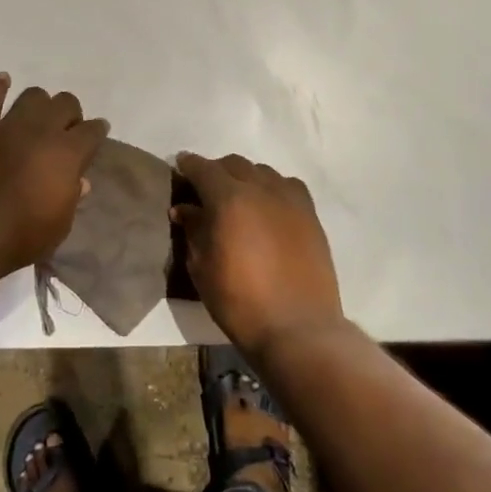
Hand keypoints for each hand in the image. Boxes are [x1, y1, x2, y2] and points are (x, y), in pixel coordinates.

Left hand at [0, 75, 109, 276]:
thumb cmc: (21, 236)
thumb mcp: (60, 225)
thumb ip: (71, 196)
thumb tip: (78, 181)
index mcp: (68, 153)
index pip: (92, 131)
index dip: (97, 132)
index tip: (97, 135)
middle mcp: (42, 130)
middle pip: (65, 103)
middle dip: (70, 115)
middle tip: (66, 131)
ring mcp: (8, 126)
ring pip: (32, 96)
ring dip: (40, 104)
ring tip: (39, 117)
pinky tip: (3, 81)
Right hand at [172, 153, 344, 358]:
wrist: (297, 327)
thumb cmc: (239, 301)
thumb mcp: (202, 267)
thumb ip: (193, 230)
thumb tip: (184, 209)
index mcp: (228, 199)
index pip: (203, 168)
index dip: (188, 164)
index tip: (180, 165)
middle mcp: (260, 188)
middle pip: (234, 164)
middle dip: (216, 171)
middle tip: (206, 190)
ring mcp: (289, 199)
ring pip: (262, 171)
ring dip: (245, 177)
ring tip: (238, 198)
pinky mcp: (310, 214)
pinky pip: (288, 186)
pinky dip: (272, 188)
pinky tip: (268, 206)